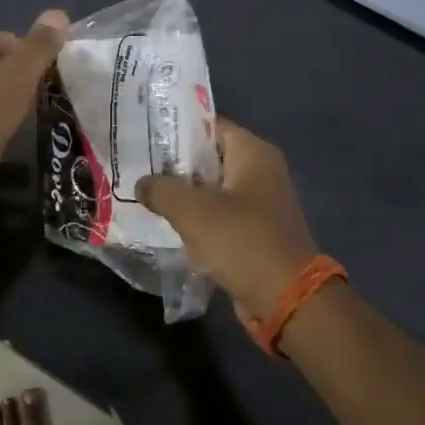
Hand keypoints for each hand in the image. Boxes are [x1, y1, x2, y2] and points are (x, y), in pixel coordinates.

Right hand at [137, 118, 320, 321]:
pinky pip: (219, 216)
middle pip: (208, 157)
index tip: (144, 136)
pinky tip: (167, 224)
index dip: (175, 128)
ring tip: (145, 195)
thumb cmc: (242, 241)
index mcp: (253, 152)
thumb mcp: (192, 210)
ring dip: (183, 195)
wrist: (287, 299)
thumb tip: (142, 184)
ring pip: (211, 189)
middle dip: (174, 164)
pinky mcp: (255, 231)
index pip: (208, 124)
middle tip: (137, 167)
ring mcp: (260, 203)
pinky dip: (197, 220)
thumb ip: (160, 189)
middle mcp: (261, 170)